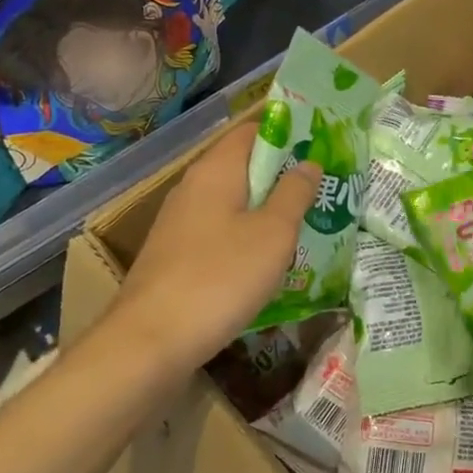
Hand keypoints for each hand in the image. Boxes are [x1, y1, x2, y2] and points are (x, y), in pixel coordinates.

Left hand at [111, 125, 318, 373]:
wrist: (151, 341)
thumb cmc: (221, 277)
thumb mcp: (273, 234)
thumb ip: (294, 193)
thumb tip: (308, 162)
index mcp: (215, 170)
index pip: (253, 131)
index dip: (288, 135)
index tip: (320, 152)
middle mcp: (192, 187)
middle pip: (242, 167)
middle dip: (281, 177)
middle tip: (321, 194)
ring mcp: (179, 222)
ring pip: (231, 203)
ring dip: (265, 211)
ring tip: (302, 229)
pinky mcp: (174, 255)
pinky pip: (218, 232)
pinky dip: (244, 238)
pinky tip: (264, 264)